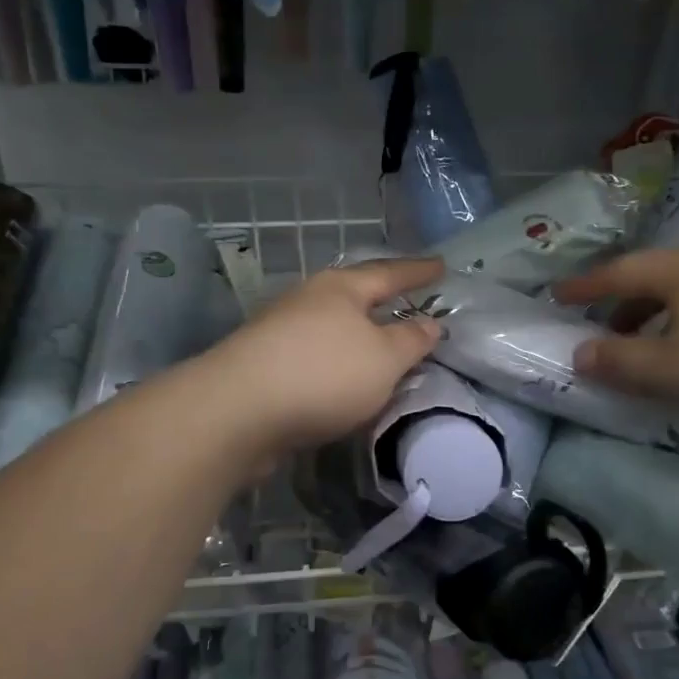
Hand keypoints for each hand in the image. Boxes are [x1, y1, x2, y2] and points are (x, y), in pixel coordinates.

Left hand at [200, 257, 443, 456]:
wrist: (237, 412)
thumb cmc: (323, 374)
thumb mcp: (383, 358)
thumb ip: (411, 340)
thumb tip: (429, 323)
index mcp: (340, 288)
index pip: (390, 273)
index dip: (418, 271)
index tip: (442, 266)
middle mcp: (308, 300)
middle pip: (354, 296)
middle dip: (383, 300)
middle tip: (410, 301)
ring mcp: (280, 331)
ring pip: (332, 327)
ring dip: (358, 336)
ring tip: (381, 346)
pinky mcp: (264, 365)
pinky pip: (315, 357)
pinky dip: (337, 364)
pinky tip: (345, 381)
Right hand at [552, 247, 678, 427]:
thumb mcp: (669, 370)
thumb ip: (618, 362)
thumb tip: (579, 353)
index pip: (619, 273)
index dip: (585, 286)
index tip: (558, 295)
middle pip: (655, 278)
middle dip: (625, 305)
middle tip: (605, 331)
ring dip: (661, 316)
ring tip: (653, 347)